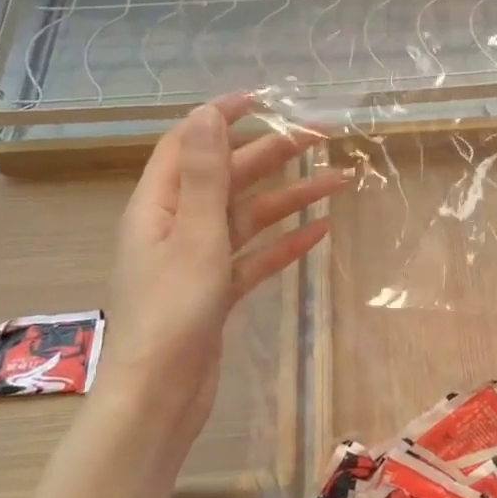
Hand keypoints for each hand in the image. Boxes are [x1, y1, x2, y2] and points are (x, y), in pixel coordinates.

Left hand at [96, 96, 344, 474]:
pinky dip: (284, 243)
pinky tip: (319, 231)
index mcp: (157, 206)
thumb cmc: (172, 313)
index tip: (265, 100)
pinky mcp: (215, 292)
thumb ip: (203, 175)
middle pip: (227, 177)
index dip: (223, 117)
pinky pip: (254, 256)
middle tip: (321, 137)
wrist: (160, 398)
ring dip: (290, 198)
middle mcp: (175, 226)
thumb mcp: (194, 236)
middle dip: (272, 155)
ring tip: (339, 181)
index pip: (189, 144)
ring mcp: (196, 261)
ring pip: (248, 217)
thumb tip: (206, 112)